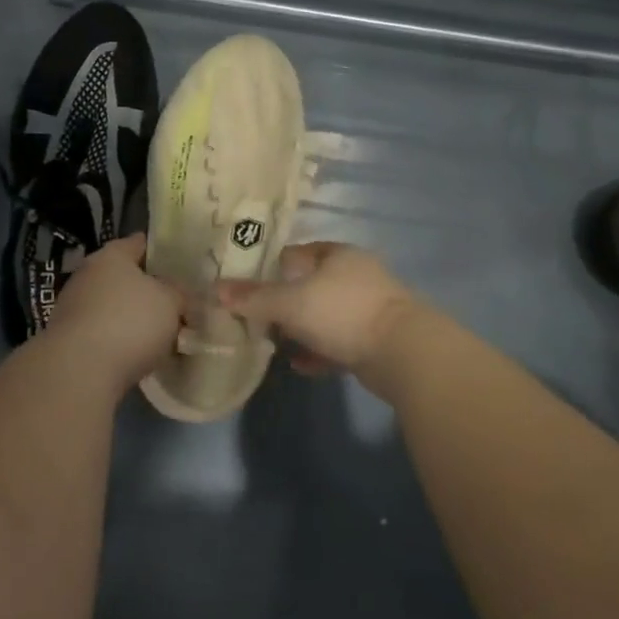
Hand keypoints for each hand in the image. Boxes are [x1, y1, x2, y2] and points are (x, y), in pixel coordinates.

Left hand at [46, 234, 181, 391]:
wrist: (79, 370)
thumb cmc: (130, 322)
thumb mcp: (171, 302)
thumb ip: (179, 294)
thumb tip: (178, 295)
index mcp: (112, 255)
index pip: (139, 243)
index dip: (162, 252)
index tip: (181, 266)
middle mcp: (88, 274)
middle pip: (125, 277)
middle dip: (148, 291)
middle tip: (175, 306)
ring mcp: (73, 307)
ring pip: (113, 307)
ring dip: (132, 319)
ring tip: (160, 337)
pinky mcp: (67, 338)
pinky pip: (102, 333)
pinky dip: (118, 341)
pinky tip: (137, 356)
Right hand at [217, 243, 419, 382]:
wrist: (403, 353)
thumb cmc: (342, 313)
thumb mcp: (290, 303)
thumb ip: (254, 298)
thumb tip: (215, 290)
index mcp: (338, 255)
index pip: (296, 254)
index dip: (270, 268)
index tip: (247, 287)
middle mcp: (356, 275)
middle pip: (310, 286)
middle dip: (284, 303)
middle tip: (257, 320)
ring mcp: (369, 307)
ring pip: (324, 315)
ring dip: (301, 330)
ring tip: (275, 345)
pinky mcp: (376, 338)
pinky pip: (339, 342)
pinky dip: (320, 351)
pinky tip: (301, 365)